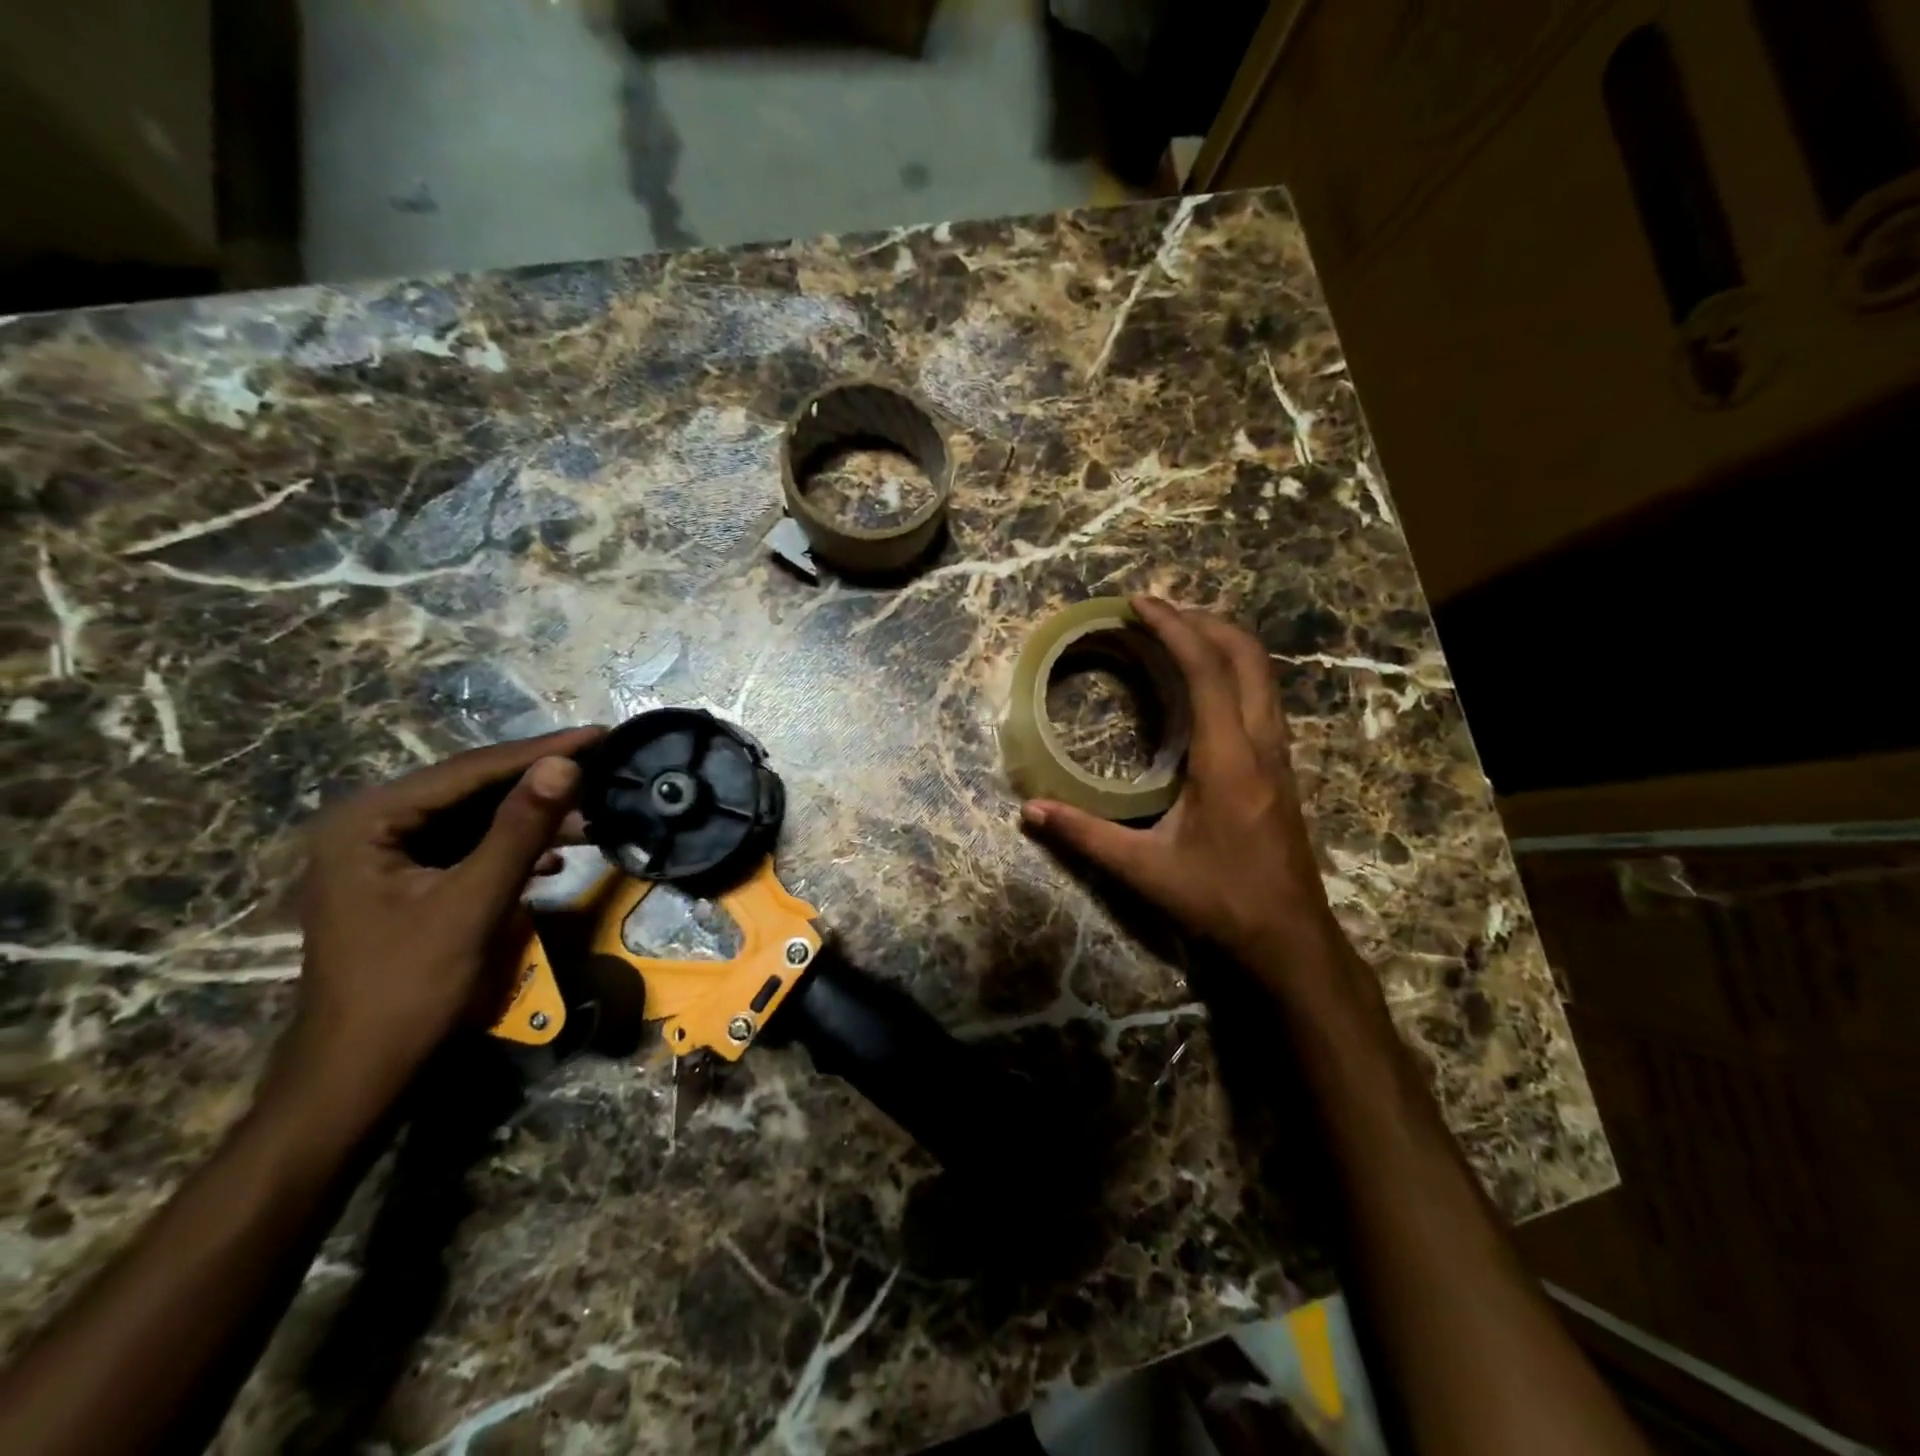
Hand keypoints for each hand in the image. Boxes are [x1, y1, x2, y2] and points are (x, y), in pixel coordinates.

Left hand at [283, 726, 604, 1100]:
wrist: (361, 1076)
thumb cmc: (410, 989)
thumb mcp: (473, 903)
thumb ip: (520, 829)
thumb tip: (567, 763)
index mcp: (368, 821)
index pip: (469, 771)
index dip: (541, 752)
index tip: (601, 734)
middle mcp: (371, 826)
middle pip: (472, 790)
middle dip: (541, 783)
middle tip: (605, 766)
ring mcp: (387, 856)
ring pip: (475, 819)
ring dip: (534, 818)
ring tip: (593, 813)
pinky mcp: (408, 883)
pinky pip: (470, 849)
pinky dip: (514, 849)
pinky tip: (554, 857)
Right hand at [1022, 598, 1355, 994]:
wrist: (1289, 938)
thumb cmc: (1219, 901)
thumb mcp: (1144, 871)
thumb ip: (1085, 836)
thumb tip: (1029, 811)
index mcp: (1228, 758)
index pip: (1206, 670)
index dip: (1173, 628)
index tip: (1138, 603)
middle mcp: (1261, 743)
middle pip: (1246, 654)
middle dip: (1201, 620)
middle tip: (1153, 611)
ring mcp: (1278, 753)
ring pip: (1261, 672)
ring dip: (1221, 640)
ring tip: (1175, 633)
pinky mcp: (1281, 766)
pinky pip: (1261, 694)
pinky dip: (1232, 668)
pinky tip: (1201, 684)